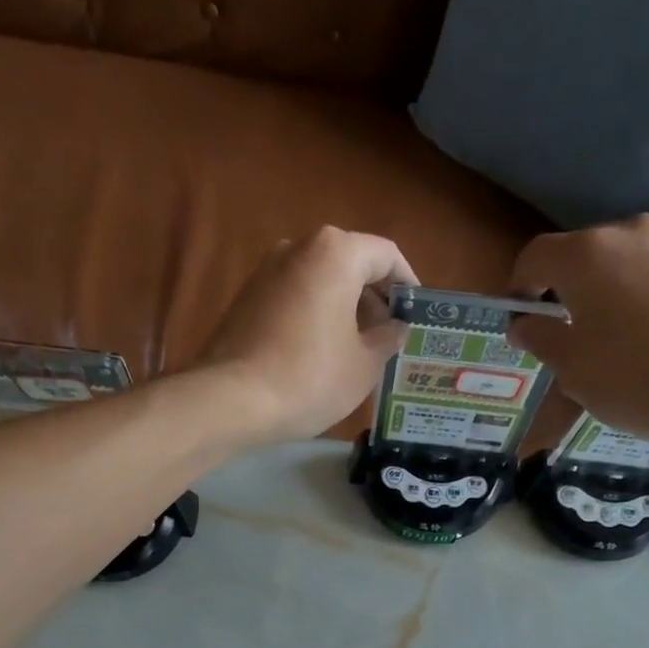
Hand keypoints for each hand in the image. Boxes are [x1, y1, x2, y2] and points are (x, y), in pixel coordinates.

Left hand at [198, 227, 416, 444]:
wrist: (233, 400)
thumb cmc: (310, 379)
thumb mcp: (365, 365)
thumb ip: (388, 338)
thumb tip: (396, 328)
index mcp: (336, 253)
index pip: (386, 254)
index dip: (407, 284)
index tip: (416, 315)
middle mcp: (299, 247)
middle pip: (351, 263)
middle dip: (374, 298)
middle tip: (389, 337)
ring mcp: (267, 270)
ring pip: (320, 281)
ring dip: (344, 308)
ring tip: (358, 349)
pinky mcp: (246, 298)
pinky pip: (295, 297)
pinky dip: (315, 315)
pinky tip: (322, 352)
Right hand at [506, 214, 648, 451]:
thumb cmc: (640, 380)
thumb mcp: (573, 370)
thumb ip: (540, 338)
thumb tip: (524, 322)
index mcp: (587, 254)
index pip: (534, 257)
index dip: (518, 290)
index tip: (521, 325)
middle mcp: (630, 232)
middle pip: (580, 256)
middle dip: (564, 293)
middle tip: (567, 340)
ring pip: (622, 264)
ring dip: (606, 295)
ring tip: (616, 344)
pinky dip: (644, 298)